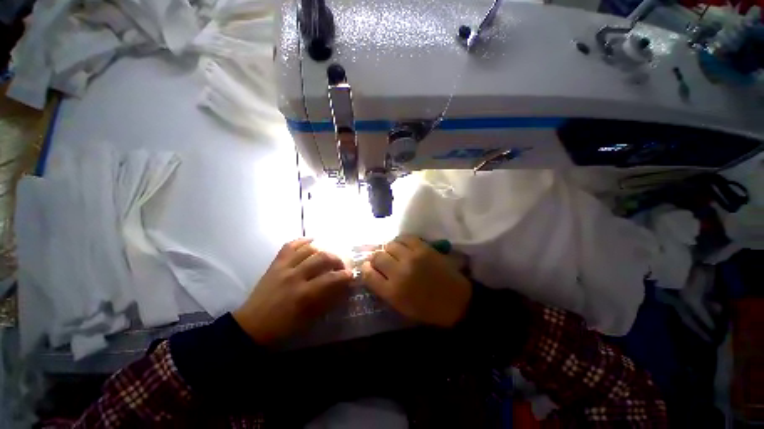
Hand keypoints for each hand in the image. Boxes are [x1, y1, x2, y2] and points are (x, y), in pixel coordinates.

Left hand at [233, 238, 352, 343]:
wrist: (251, 326)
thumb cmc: (283, 327)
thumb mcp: (309, 319)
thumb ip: (327, 301)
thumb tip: (342, 288)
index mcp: (304, 294)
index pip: (331, 278)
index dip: (345, 275)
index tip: (351, 275)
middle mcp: (295, 276)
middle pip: (322, 258)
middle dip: (337, 259)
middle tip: (341, 265)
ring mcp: (284, 267)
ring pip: (308, 249)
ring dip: (323, 250)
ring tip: (327, 256)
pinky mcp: (275, 264)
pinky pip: (289, 246)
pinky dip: (302, 241)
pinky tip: (311, 241)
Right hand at [361, 235, 471, 327]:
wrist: (457, 301)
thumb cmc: (427, 309)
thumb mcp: (401, 307)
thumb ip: (384, 289)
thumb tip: (372, 272)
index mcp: (392, 292)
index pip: (368, 274)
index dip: (365, 268)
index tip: (367, 267)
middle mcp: (399, 272)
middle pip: (377, 256)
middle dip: (376, 258)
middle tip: (381, 260)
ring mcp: (412, 258)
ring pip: (389, 244)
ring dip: (388, 249)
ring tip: (393, 253)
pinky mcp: (424, 248)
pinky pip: (405, 237)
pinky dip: (400, 241)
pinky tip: (403, 246)